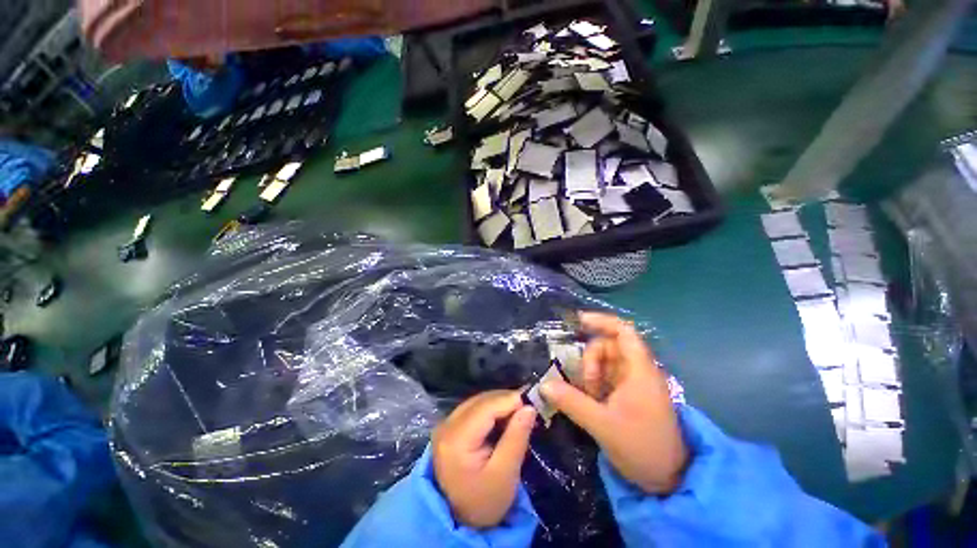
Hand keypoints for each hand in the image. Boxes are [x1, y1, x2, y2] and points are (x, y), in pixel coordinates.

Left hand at [433, 390, 536, 528]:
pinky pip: (474, 408)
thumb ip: (516, 439)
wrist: (457, 518)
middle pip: (481, 401)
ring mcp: (446, 423)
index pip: (486, 408)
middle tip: (529, 408)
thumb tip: (529, 408)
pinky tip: (505, 417)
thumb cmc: (483, 501)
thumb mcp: (505, 475)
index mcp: (456, 439)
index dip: (510, 400)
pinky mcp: (450, 425)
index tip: (532, 404)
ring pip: (478, 401)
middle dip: (506, 400)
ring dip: (500, 403)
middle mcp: (447, 424)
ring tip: (519, 412)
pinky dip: (492, 409)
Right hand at [541, 311, 687, 494]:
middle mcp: (637, 369)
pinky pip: (606, 375)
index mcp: (639, 370)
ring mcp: (633, 381)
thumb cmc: (642, 448)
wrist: (669, 478)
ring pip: (605, 361)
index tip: (577, 321)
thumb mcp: (603, 425)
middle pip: (608, 345)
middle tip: (585, 387)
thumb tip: (544, 385)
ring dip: (591, 373)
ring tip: (589, 397)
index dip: (601, 320)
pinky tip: (589, 398)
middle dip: (591, 360)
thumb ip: (572, 402)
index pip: (623, 331)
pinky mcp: (629, 392)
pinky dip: (594, 382)